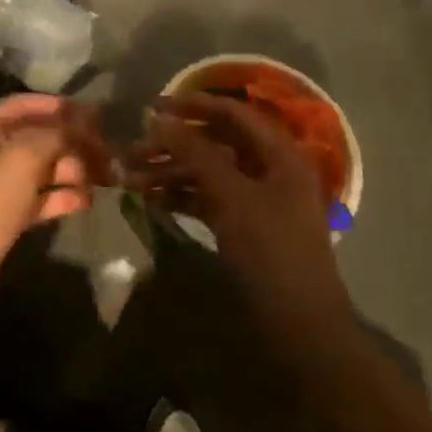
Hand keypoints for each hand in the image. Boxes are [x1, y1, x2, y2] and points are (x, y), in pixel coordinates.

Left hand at [0, 95, 110, 337]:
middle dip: (71, 142)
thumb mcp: (21, 161)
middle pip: (35, 137)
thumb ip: (54, 135)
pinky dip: (60, 197)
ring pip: (40, 168)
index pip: (23, 105)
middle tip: (107, 151)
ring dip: (71, 170)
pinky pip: (37, 198)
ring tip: (103, 178)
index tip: (94, 114)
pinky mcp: (2, 217)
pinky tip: (86, 203)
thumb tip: (82, 123)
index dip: (58, 107)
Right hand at [131, 92, 352, 325]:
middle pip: (214, 143)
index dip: (191, 105)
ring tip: (131, 181)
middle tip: (133, 152)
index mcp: (279, 153)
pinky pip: (207, 199)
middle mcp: (268, 169)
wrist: (301, 325)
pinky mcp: (243, 225)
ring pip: (207, 173)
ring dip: (170, 173)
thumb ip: (196, 153)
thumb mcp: (232, 196)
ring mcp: (256, 198)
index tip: (151, 107)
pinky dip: (181, 197)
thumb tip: (160, 118)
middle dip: (172, 145)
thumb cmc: (271, 250)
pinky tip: (150, 202)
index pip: (232, 113)